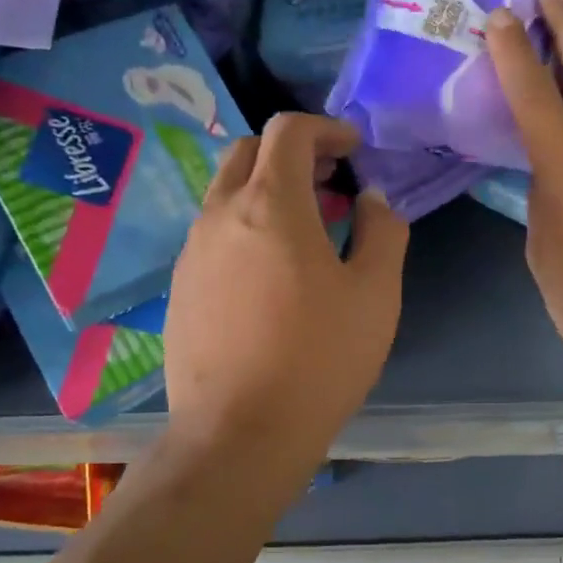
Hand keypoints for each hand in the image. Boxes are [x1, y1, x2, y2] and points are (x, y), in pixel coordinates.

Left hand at [165, 113, 408, 460]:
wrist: (239, 433)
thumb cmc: (319, 360)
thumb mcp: (375, 294)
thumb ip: (382, 231)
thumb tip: (371, 199)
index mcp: (270, 204)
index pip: (288, 132)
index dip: (326, 129)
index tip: (353, 150)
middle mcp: (220, 215)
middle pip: (248, 153)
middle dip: (292, 153)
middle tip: (330, 181)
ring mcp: (192, 253)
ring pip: (225, 194)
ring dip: (266, 192)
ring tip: (306, 230)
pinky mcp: (180, 288)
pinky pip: (213, 236)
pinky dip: (245, 228)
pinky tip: (270, 274)